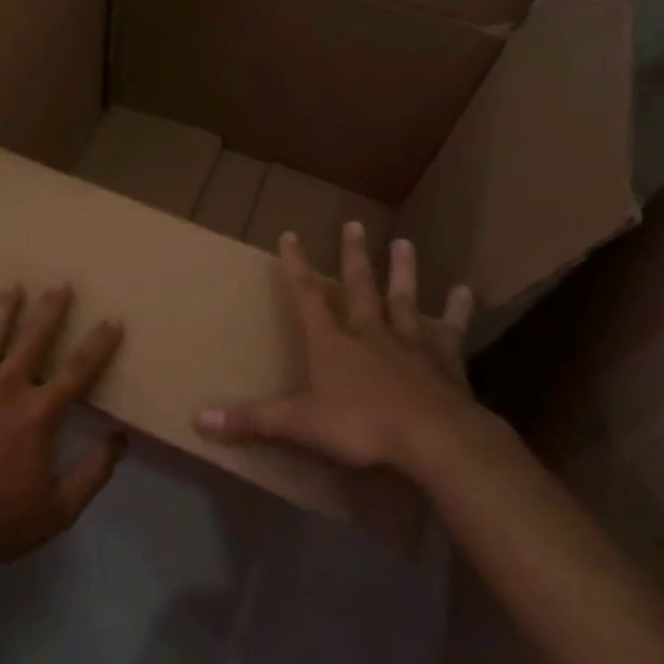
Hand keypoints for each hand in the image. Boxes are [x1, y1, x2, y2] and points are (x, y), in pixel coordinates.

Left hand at [0, 284, 126, 581]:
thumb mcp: (60, 510)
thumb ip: (94, 473)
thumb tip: (121, 438)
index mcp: (38, 414)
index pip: (78, 371)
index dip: (99, 344)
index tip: (112, 320)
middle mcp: (5, 390)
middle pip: (33, 340)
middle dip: (50, 310)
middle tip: (61, 284)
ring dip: (1, 310)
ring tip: (11, 287)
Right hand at [195, 223, 483, 477]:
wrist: (434, 440)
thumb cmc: (361, 427)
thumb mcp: (299, 425)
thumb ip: (252, 421)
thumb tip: (198, 420)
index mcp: (332, 342)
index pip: (307, 296)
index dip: (296, 266)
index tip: (290, 234)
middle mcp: (369, 333)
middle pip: (359, 286)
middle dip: (353, 256)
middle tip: (354, 223)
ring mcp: (410, 344)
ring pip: (404, 299)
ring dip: (404, 271)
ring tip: (405, 243)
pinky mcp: (446, 362)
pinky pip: (451, 331)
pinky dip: (458, 311)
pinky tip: (466, 291)